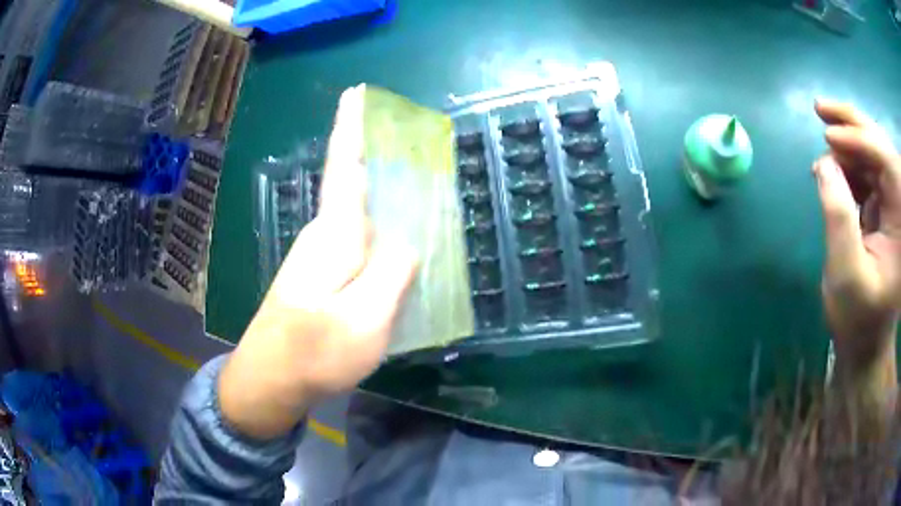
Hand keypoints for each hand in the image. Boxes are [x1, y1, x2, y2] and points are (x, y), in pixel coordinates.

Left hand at [218, 85, 417, 438]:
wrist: (269, 380)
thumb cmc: (314, 353)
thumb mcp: (364, 322)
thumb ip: (392, 276)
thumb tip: (408, 243)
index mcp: (334, 238)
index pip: (344, 169)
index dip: (349, 129)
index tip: (353, 93)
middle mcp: (323, 237)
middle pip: (354, 185)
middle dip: (377, 157)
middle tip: (412, 143)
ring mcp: (319, 257)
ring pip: (358, 214)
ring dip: (382, 196)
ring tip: (415, 186)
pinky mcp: (321, 277)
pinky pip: (357, 241)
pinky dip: (378, 230)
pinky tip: (397, 240)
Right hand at [812, 100, 900, 387]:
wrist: (865, 341)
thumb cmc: (858, 318)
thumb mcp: (847, 274)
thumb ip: (839, 217)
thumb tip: (824, 163)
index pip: (888, 162)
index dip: (862, 141)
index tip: (828, 135)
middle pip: (882, 147)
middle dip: (854, 125)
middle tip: (821, 109)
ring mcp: (893, 205)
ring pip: (874, 153)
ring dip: (849, 144)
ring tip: (824, 146)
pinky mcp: (884, 207)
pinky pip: (868, 170)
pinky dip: (849, 163)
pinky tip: (832, 169)